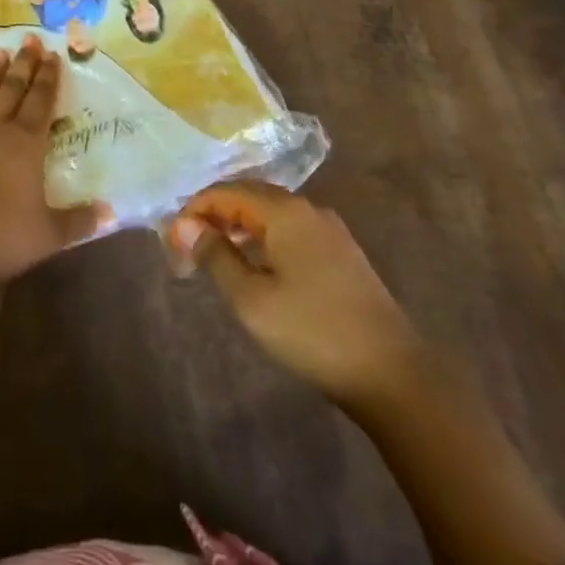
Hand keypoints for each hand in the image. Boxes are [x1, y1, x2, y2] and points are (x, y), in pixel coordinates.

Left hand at [0, 38, 106, 290]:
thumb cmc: (2, 238)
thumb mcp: (49, 235)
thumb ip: (79, 221)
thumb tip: (110, 213)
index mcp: (25, 144)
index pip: (41, 103)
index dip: (48, 78)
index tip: (53, 55)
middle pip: (12, 91)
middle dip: (23, 65)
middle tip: (29, 40)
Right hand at [169, 181, 418, 415]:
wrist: (391, 372)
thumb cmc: (313, 331)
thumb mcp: (252, 300)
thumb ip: (217, 257)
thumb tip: (187, 226)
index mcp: (285, 211)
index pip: (228, 192)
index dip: (196, 209)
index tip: (172, 238)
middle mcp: (308, 208)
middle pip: (251, 195)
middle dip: (216, 213)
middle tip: (189, 243)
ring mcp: (329, 229)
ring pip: (272, 213)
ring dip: (240, 225)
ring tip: (215, 252)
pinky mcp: (341, 252)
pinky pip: (291, 229)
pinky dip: (264, 237)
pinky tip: (256, 264)